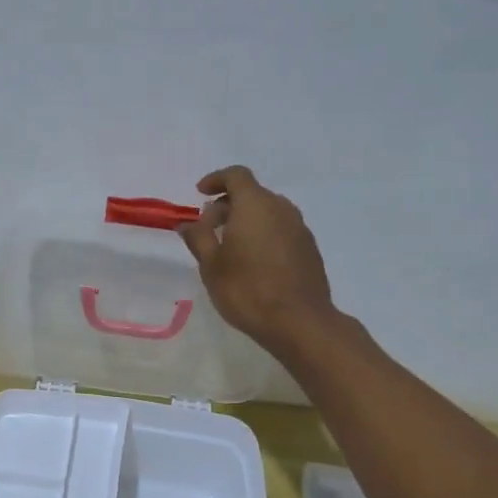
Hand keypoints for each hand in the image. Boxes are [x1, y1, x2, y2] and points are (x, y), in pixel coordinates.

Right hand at [178, 165, 337, 351]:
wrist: (300, 322)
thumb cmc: (247, 290)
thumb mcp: (211, 265)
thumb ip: (198, 238)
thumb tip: (188, 223)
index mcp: (255, 205)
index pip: (236, 175)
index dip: (216, 179)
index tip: (200, 194)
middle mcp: (281, 209)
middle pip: (252, 194)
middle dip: (228, 204)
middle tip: (209, 228)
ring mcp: (299, 228)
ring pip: (269, 212)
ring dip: (247, 220)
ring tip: (230, 247)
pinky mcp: (309, 249)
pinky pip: (281, 229)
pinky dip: (264, 234)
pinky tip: (254, 262)